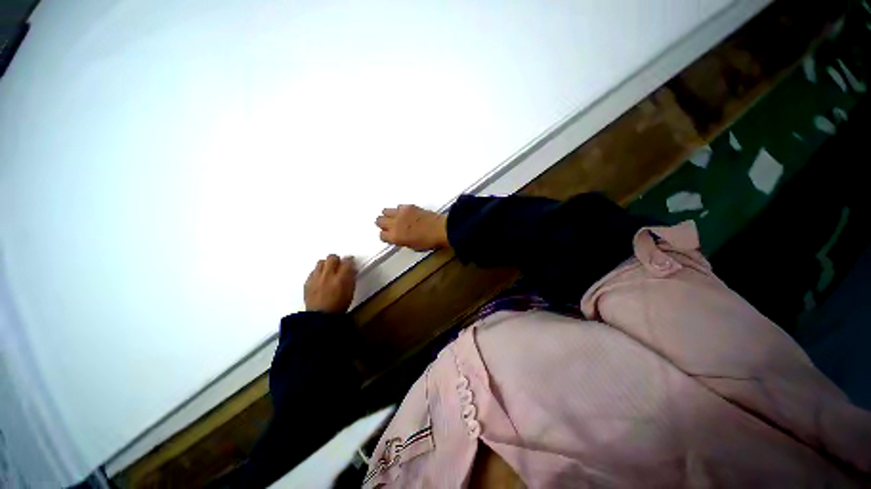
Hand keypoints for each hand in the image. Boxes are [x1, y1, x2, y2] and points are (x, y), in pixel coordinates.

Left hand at [304, 254, 356, 313]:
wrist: (320, 318)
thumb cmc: (339, 306)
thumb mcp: (350, 291)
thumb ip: (351, 278)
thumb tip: (351, 269)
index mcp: (341, 278)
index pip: (347, 261)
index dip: (349, 260)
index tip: (350, 262)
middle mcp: (328, 275)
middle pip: (332, 258)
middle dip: (337, 259)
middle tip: (339, 264)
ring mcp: (316, 278)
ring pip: (321, 262)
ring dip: (326, 264)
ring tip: (329, 270)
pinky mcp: (307, 282)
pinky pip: (313, 271)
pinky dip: (318, 272)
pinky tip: (320, 278)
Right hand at [376, 205, 448, 251]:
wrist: (440, 229)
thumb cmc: (428, 242)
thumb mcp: (412, 246)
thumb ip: (402, 241)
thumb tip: (399, 237)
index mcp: (395, 237)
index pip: (381, 235)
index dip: (386, 236)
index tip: (390, 236)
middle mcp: (394, 224)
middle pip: (379, 221)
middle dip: (383, 224)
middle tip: (390, 226)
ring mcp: (400, 213)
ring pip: (385, 211)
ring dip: (389, 215)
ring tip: (396, 218)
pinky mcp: (408, 206)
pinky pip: (397, 207)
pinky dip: (399, 210)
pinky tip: (405, 213)